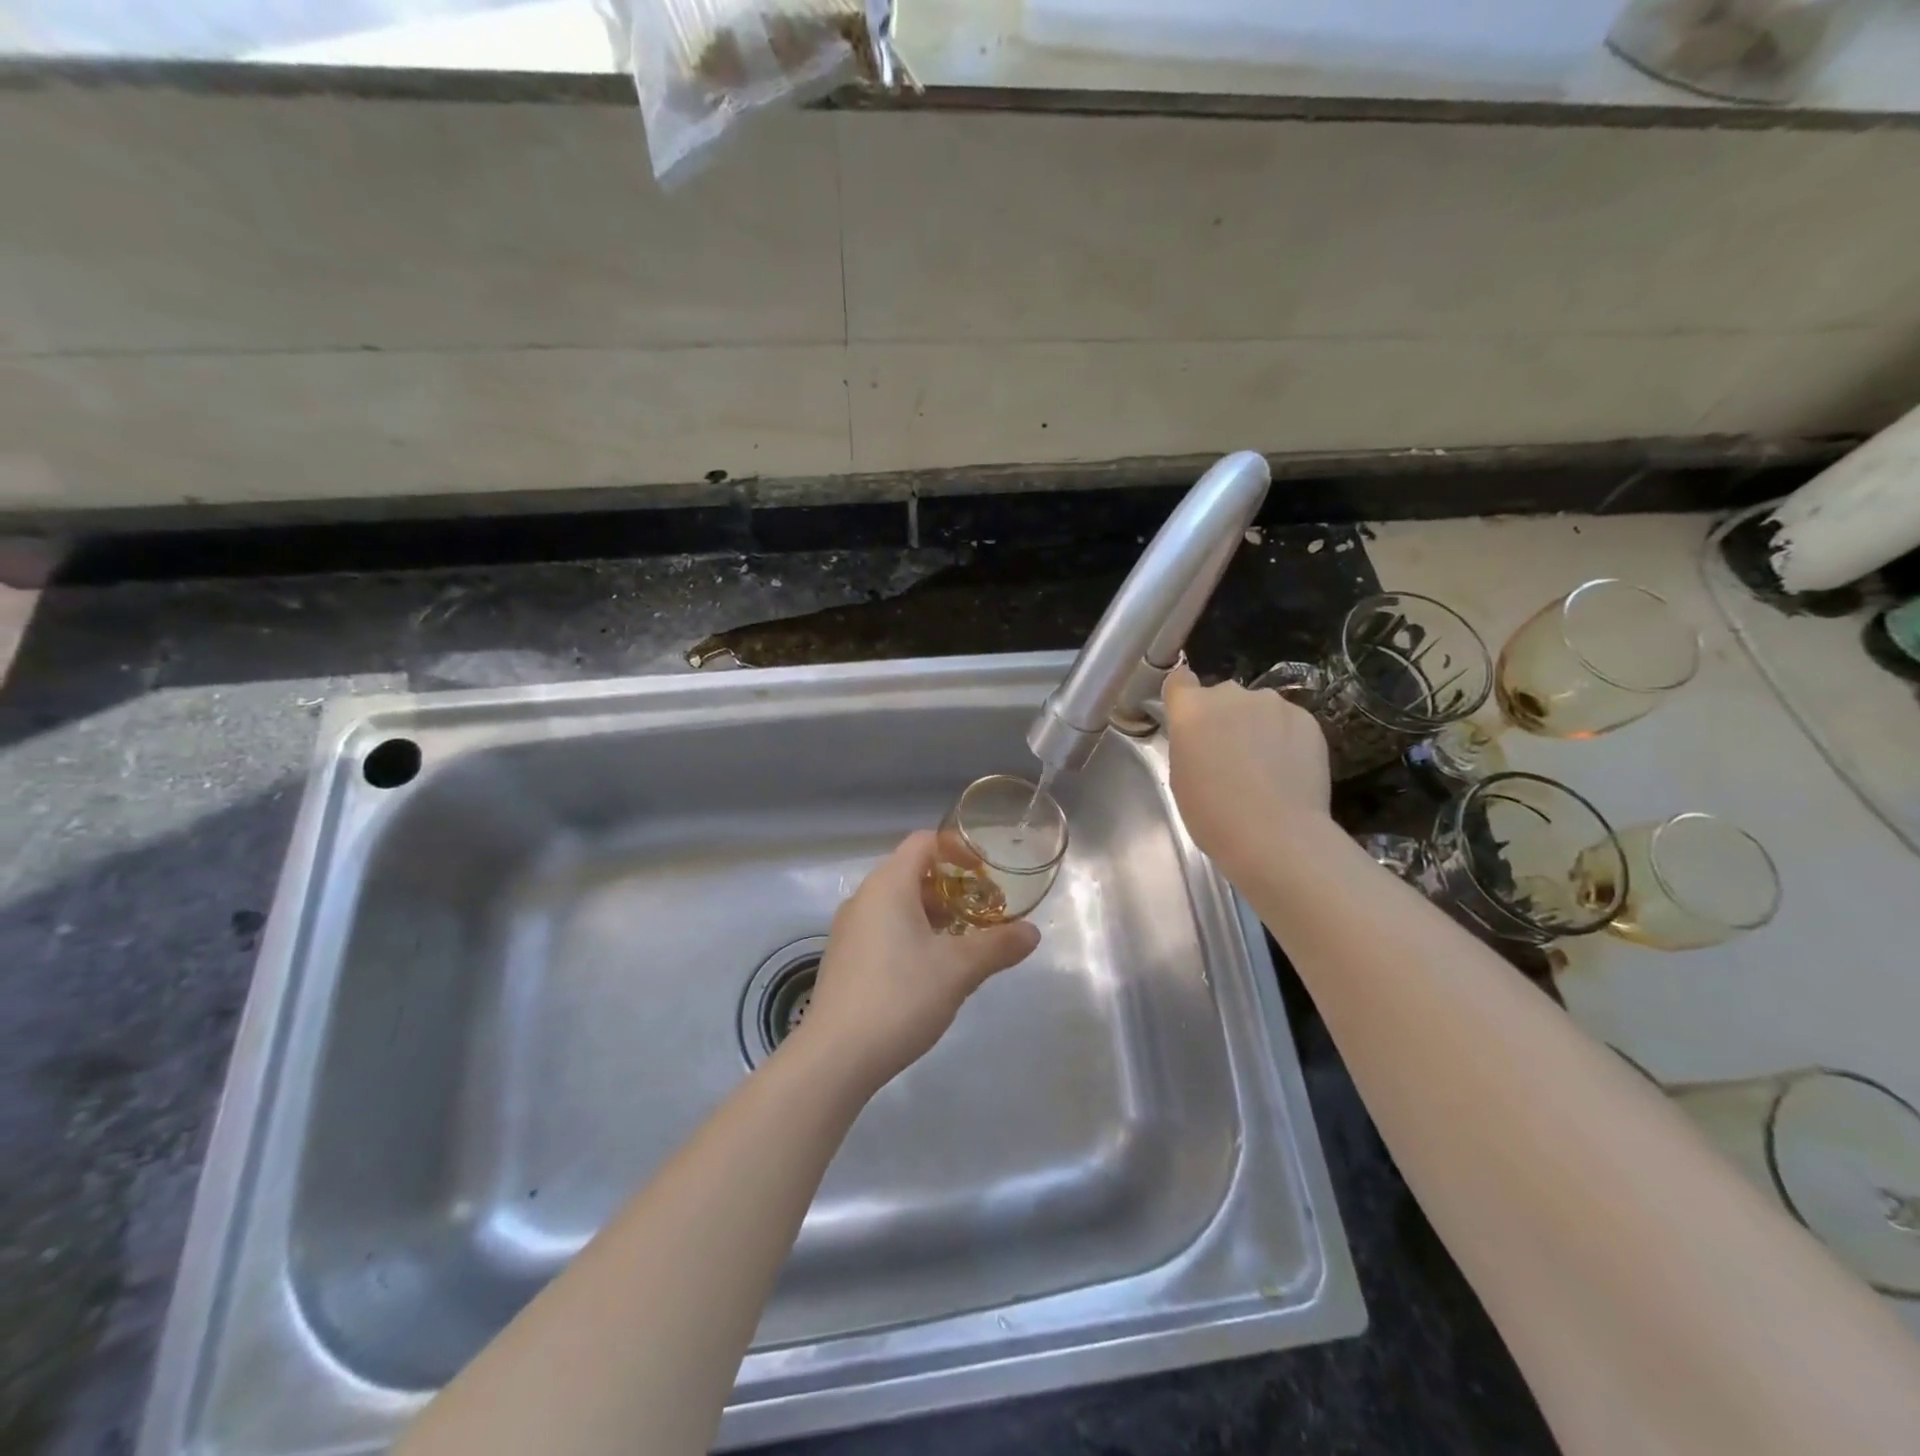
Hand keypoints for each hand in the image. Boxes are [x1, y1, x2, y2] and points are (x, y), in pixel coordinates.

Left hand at [797, 832, 1040, 1092]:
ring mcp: (849, 929)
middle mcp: (864, 897)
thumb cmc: (900, 997)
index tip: (986, 873)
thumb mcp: (958, 970)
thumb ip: (998, 946)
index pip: (923, 842)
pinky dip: (911, 933)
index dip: (957, 849)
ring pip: (897, 903)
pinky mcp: (844, 958)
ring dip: (932, 913)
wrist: (836, 1056)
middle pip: (911, 872)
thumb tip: (1033, 932)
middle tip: (982, 912)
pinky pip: (882, 928)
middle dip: (951, 887)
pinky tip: (930, 969)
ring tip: (963, 942)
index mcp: (888, 885)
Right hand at [1162, 664, 1332, 881]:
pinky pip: (1288, 722)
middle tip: (1227, 752)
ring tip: (1264, 764)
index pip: (1179, 680)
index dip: (1182, 696)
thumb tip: (1205, 735)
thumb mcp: (1181, 777)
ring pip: (1258, 707)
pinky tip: (1288, 770)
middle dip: (1223, 716)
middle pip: (1221, 695)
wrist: (1275, 835)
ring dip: (1256, 725)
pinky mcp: (1308, 719)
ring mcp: (1273, 704)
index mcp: (1192, 709)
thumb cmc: (1213, 814)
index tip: (1188, 718)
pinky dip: (1285, 738)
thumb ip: (1189, 742)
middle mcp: (1231, 695)